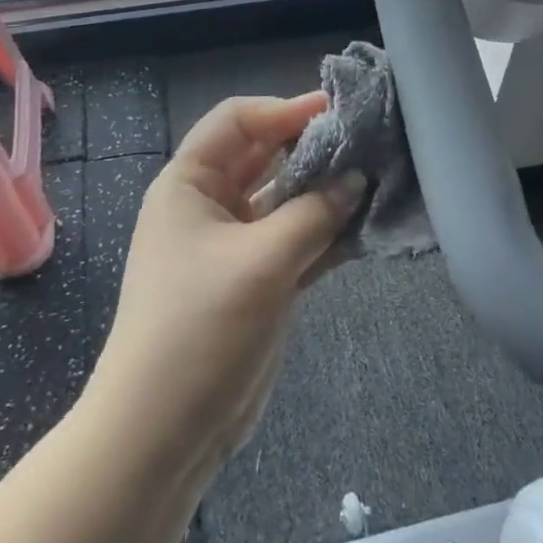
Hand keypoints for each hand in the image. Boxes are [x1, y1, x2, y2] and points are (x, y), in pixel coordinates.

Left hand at [87, 94, 363, 478]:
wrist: (164, 433)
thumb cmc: (200, 328)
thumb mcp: (261, 262)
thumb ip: (314, 214)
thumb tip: (356, 179)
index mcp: (190, 183)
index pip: (238, 121)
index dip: (284, 109)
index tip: (337, 112)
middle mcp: (211, 204)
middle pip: (266, 155)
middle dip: (312, 146)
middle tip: (368, 140)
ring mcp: (237, 244)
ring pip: (287, 199)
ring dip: (327, 190)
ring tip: (378, 177)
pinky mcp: (259, 279)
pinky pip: (298, 239)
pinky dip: (328, 232)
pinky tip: (368, 225)